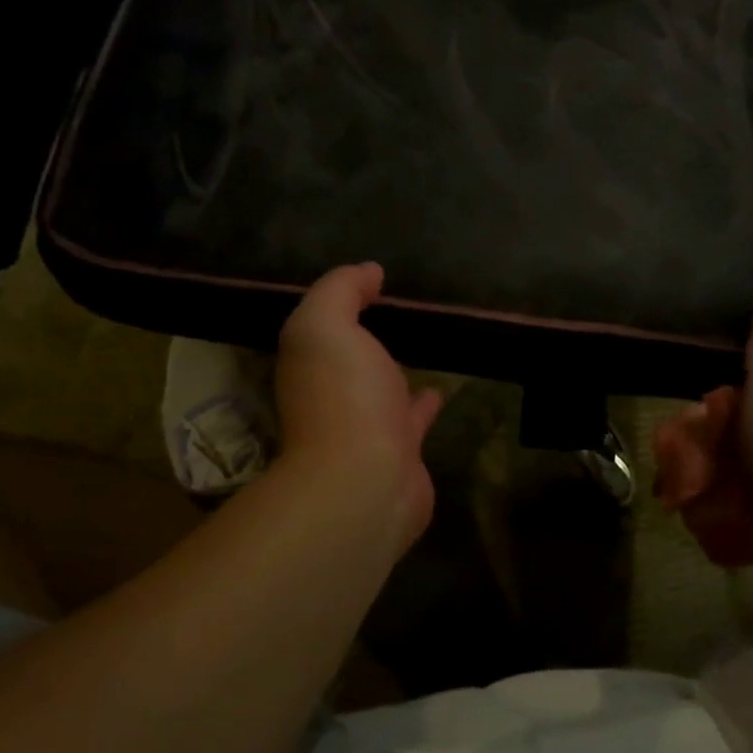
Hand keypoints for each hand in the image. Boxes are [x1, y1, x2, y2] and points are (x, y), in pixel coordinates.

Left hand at [275, 264, 442, 554]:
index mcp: (310, 363)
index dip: (341, 301)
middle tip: (399, 310)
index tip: (372, 280)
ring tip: (422, 343)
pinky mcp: (401, 451)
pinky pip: (414, 418)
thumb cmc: (344, 396)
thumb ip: (340, 291)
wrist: (367, 481)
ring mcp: (366, 426)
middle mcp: (332, 394)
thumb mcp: (326, 325)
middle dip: (365, 337)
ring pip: (381, 388)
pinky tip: (441, 388)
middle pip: (348, 359)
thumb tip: (368, 271)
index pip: (321, 326)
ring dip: (394, 370)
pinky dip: (425, 403)